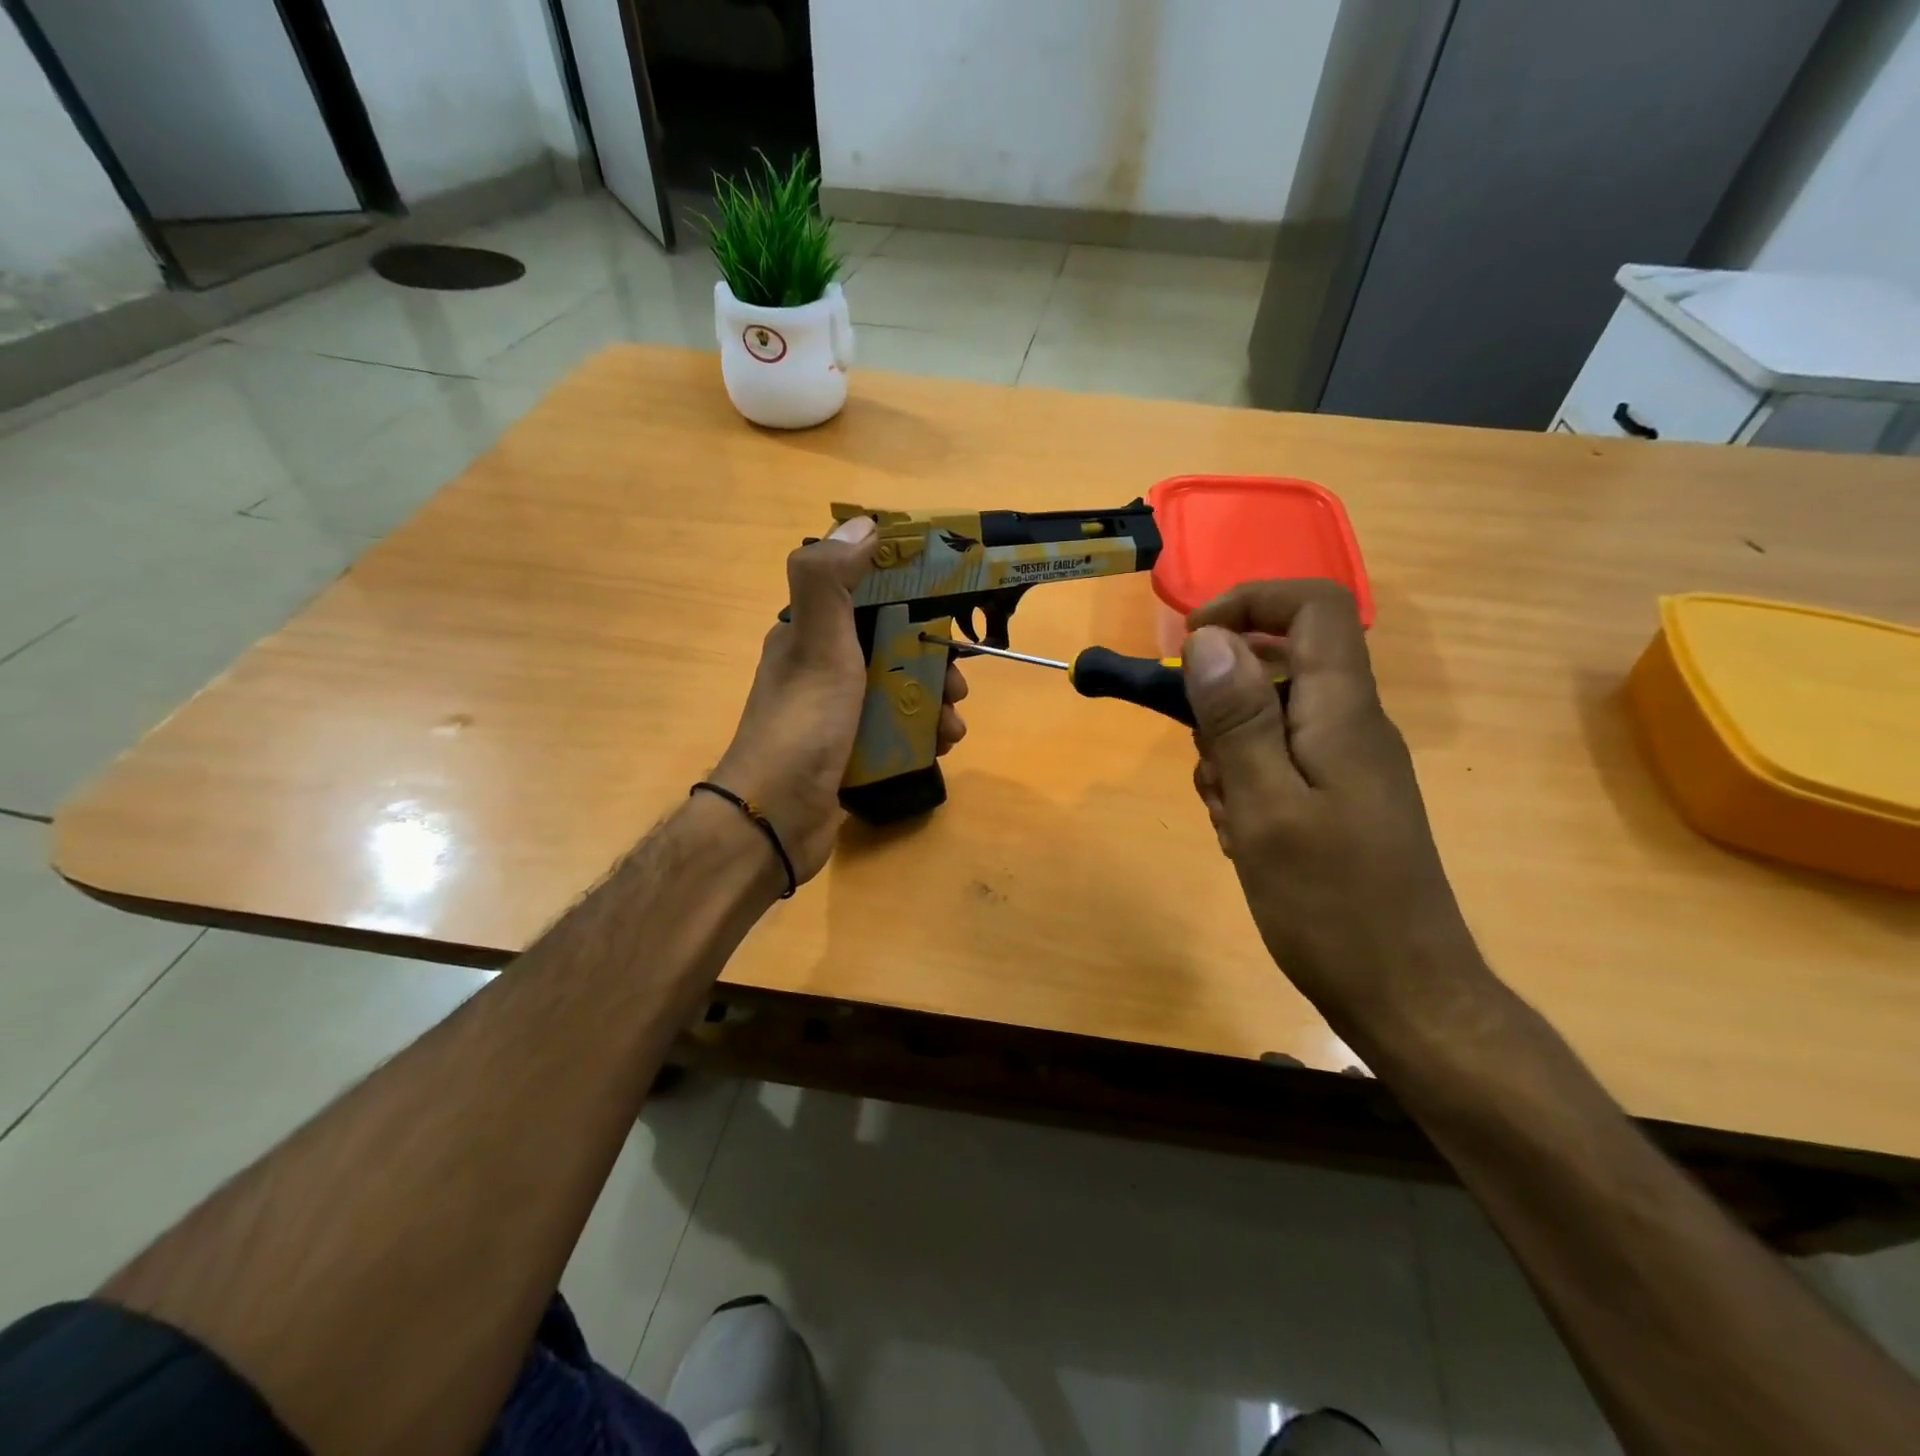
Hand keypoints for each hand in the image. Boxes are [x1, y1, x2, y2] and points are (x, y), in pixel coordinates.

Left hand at [710, 517, 967, 884]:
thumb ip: (830, 579)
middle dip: (933, 660)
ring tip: (953, 724)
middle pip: (892, 646)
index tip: (950, 608)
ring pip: (900, 691)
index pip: (866, 595)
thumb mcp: (817, 644)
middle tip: (959, 684)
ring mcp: (837, 713)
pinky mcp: (850, 751)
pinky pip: (896, 730)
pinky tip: (942, 747)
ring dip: (935, 701)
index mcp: (810, 634)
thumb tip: (864, 523)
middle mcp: (822, 668)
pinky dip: (923, 734)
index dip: (911, 595)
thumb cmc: (803, 724)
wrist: (777, 819)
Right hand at [1181, 580, 1480, 1025]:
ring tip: (1227, 815)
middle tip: (1209, 766)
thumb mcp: (1266, 807)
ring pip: (1269, 720)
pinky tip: (1242, 837)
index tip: (1191, 644)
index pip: (1313, 608)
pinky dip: (1247, 785)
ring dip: (1229, 754)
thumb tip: (1210, 638)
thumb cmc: (1330, 903)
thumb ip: (1237, 719)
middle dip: (1222, 703)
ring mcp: (1347, 766)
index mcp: (1343, 713)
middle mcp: (1352, 726)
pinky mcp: (1338, 801)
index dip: (1250, 602)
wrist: (1402, 994)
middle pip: (1279, 666)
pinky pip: (1280, 764)